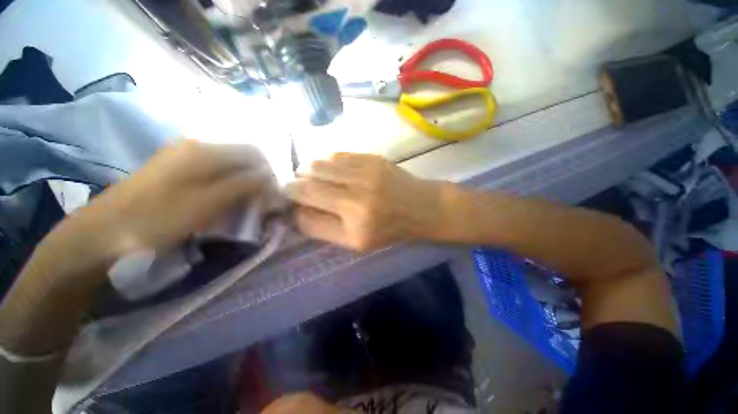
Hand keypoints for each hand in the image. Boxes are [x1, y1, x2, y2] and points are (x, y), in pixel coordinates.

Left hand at [0, 140, 272, 354]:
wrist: (107, 229)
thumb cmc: (160, 216)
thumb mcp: (209, 202)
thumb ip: (244, 186)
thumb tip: (272, 179)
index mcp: (206, 149)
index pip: (254, 152)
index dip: (269, 172)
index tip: (273, 194)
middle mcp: (198, 144)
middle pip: (243, 156)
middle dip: (258, 177)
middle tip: (262, 200)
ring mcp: (186, 154)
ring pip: (231, 163)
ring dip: (244, 181)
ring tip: (247, 201)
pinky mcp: (178, 166)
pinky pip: (216, 170)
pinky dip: (229, 183)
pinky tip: (226, 197)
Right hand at [285, 153, 445, 251]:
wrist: (421, 207)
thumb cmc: (390, 229)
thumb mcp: (356, 242)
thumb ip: (323, 228)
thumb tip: (296, 211)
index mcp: (353, 223)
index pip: (305, 209)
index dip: (291, 203)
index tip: (291, 201)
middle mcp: (357, 195)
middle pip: (306, 183)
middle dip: (295, 184)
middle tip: (298, 188)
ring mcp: (365, 172)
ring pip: (317, 164)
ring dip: (308, 170)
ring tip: (312, 177)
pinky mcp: (371, 157)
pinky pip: (335, 154)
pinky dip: (325, 161)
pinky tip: (330, 169)